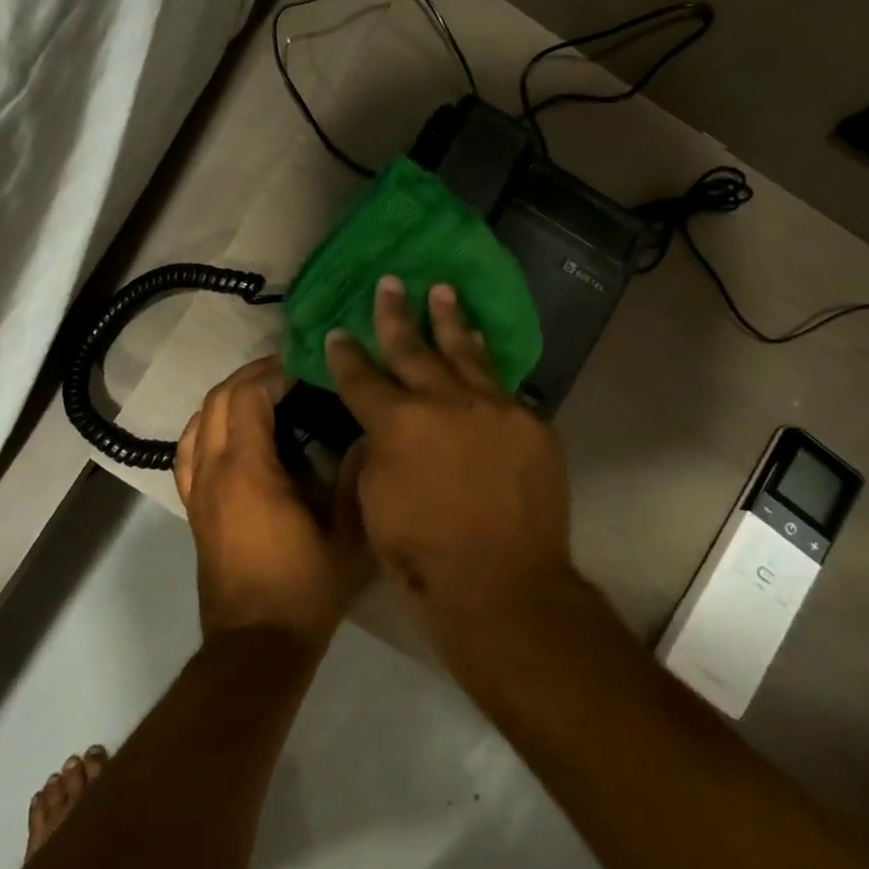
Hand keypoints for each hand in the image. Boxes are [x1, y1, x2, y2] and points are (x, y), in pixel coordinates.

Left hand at [175, 357, 371, 650]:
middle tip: (286, 373)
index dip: (271, 373)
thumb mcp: (346, 535)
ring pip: (197, 422)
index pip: (247, 397)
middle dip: (249, 377)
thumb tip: (366, 435)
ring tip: (260, 393)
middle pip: (216, 401)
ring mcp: (198, 491)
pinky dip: (203, 427)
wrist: (257, 645)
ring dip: (225, 398)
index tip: (302, 367)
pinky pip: (186, 452)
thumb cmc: (305, 589)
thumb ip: (354, 478)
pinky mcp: (193, 509)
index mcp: (249, 471)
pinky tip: (224, 430)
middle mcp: (214, 472)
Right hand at [325, 278, 573, 658]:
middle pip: (413, 348)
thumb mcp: (374, 502)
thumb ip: (376, 453)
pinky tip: (482, 348)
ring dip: (450, 320)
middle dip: (395, 316)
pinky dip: (487, 364)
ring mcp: (494, 408)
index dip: (345, 354)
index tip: (338, 333)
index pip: (362, 377)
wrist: (502, 585)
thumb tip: (383, 431)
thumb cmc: (422, 554)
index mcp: (396, 422)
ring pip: (466, 353)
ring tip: (442, 290)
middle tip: (389, 283)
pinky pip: (503, 386)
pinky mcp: (531, 424)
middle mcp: (444, 402)